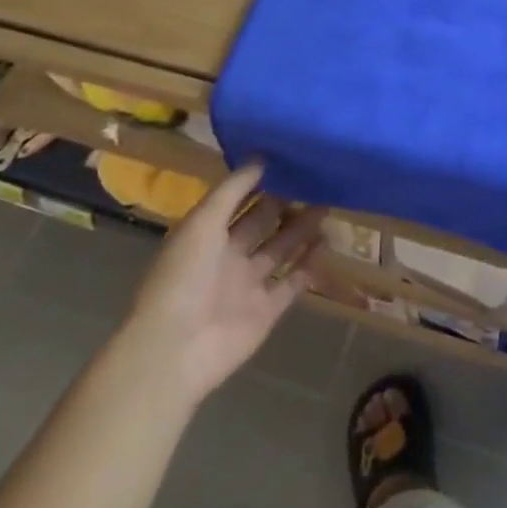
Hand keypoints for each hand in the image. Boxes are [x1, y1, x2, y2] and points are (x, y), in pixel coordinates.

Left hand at [119, 162, 325, 406]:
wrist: (177, 349)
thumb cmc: (183, 278)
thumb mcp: (202, 223)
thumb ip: (232, 191)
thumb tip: (260, 158)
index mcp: (206, 237)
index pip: (237, 203)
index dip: (260, 184)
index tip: (288, 161)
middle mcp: (228, 259)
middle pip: (262, 225)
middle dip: (286, 203)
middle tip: (316, 179)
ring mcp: (248, 286)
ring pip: (281, 250)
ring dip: (302, 230)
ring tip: (329, 204)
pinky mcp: (268, 311)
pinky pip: (293, 283)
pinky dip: (310, 265)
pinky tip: (328, 243)